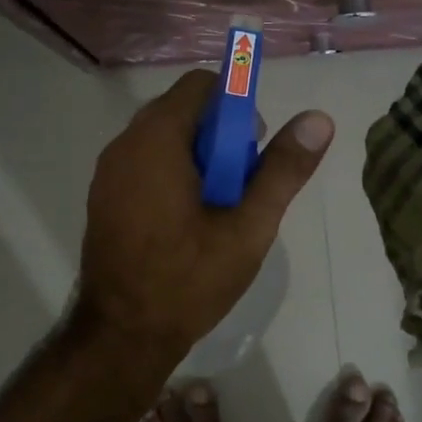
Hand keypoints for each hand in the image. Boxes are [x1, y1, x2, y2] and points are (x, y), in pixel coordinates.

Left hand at [76, 70, 333, 363]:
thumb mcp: (249, 227)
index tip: (253, 149)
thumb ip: (282, 169)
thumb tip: (318, 119)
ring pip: (162, 139)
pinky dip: (171, 173)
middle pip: (182, 111)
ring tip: (218, 207)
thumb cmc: (189, 280)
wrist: (123, 335)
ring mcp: (107, 172)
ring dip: (197, 157)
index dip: (236, 105)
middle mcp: (124, 145)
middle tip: (242, 185)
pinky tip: (187, 221)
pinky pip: (143, 163)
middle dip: (219, 135)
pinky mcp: (103, 197)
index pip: (201, 85)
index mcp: (157, 140)